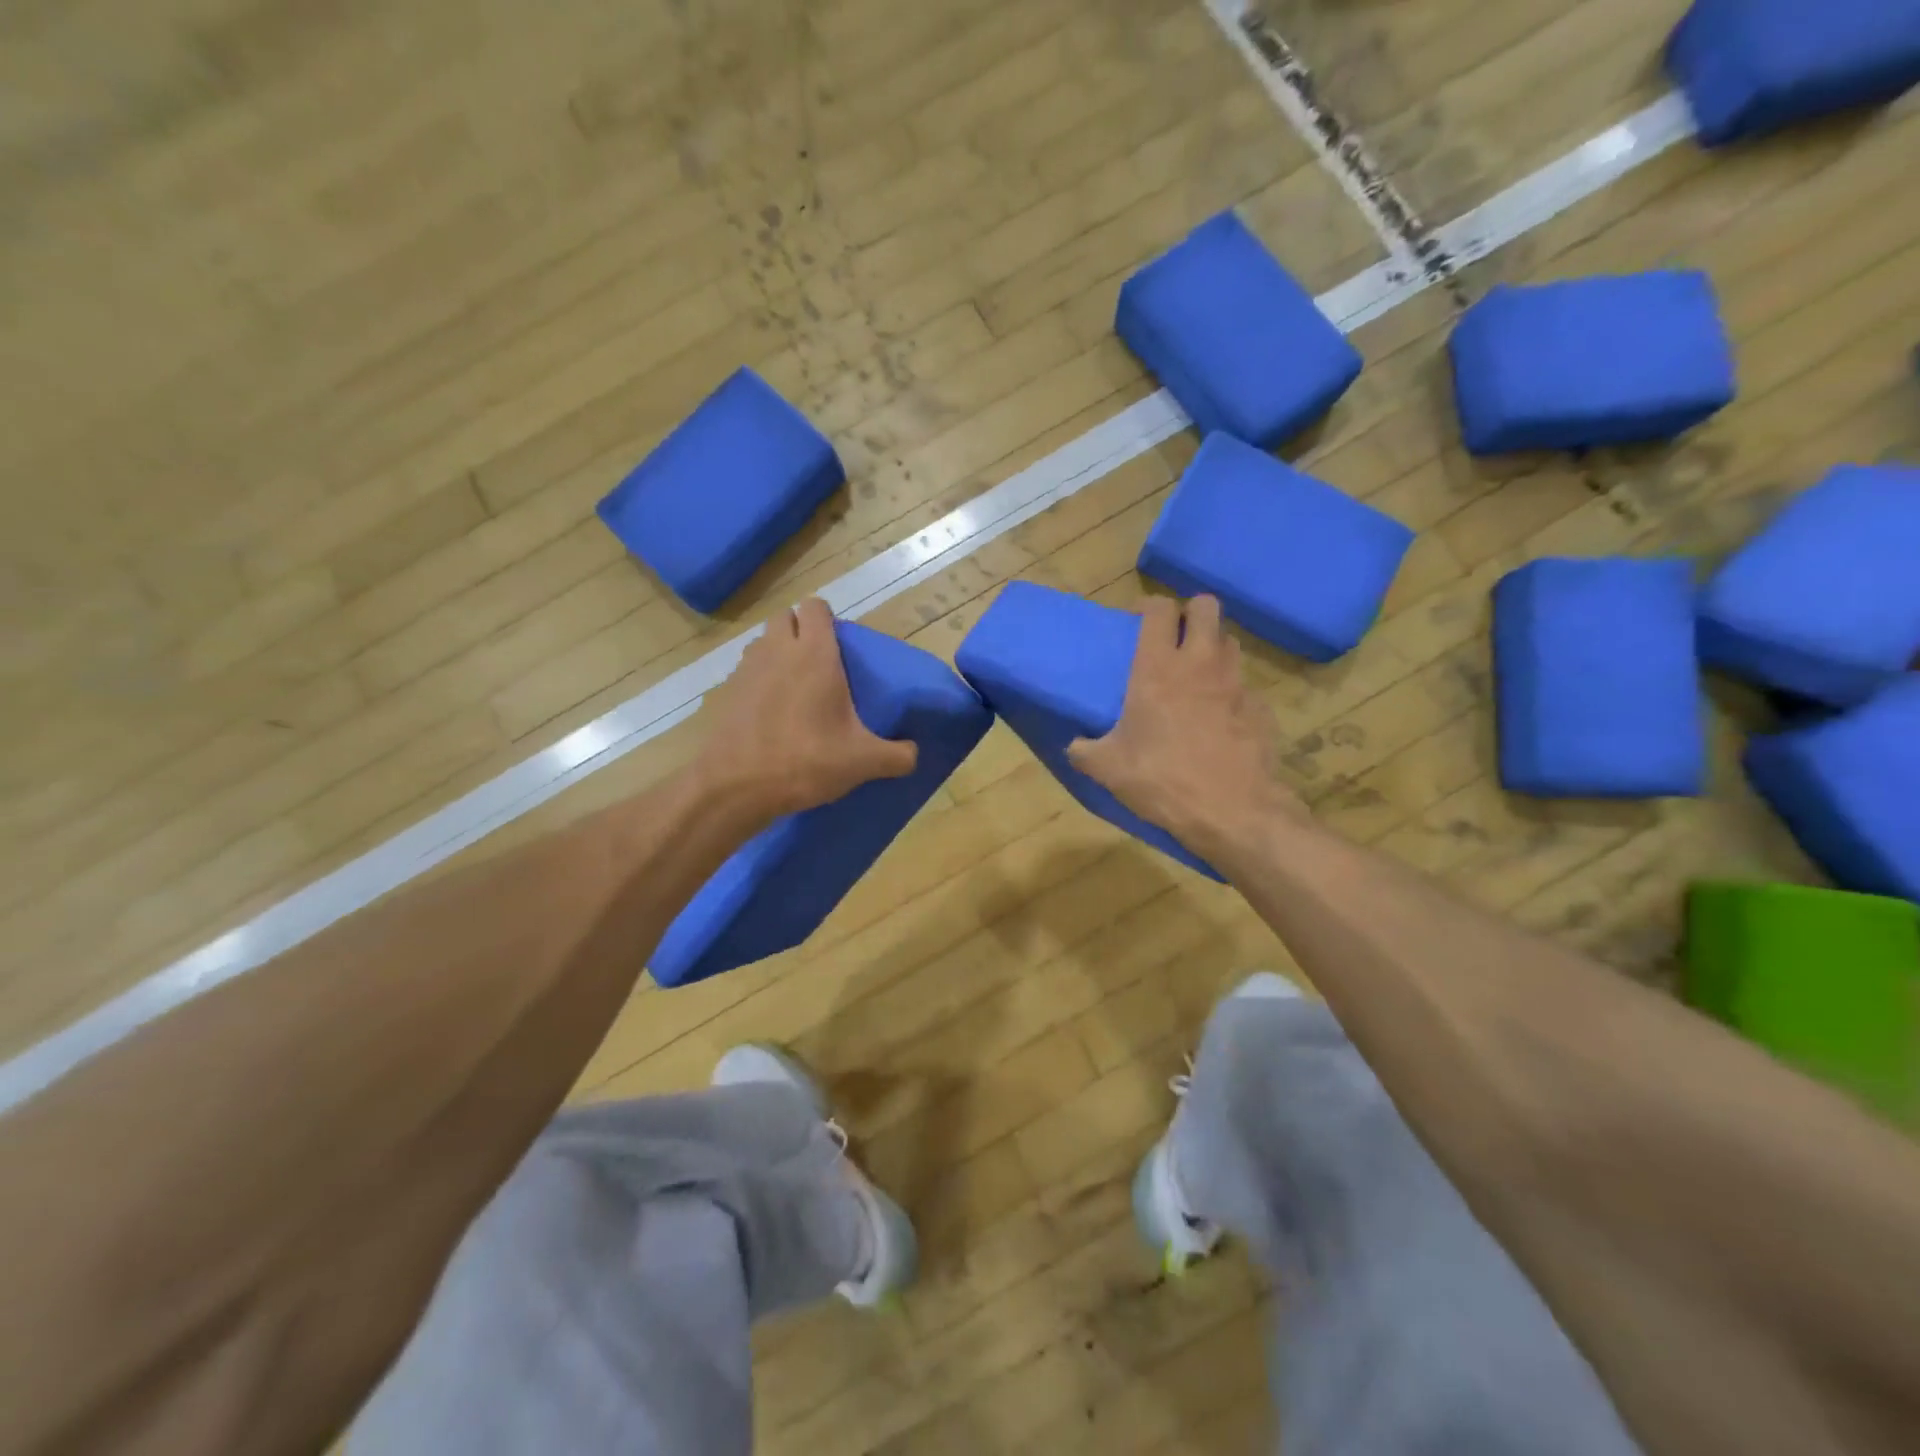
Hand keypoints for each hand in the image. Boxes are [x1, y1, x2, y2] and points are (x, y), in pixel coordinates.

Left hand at [695, 598, 917, 825]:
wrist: (736, 787)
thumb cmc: (806, 761)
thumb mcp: (863, 762)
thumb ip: (898, 756)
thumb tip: (914, 754)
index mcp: (814, 654)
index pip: (815, 606)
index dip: (827, 618)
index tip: (839, 644)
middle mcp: (777, 651)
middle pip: (785, 617)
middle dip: (800, 630)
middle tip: (819, 664)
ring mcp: (746, 669)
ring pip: (762, 642)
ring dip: (778, 653)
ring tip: (795, 687)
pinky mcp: (726, 692)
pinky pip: (746, 672)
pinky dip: (759, 682)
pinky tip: (771, 714)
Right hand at [1067, 595, 1299, 860]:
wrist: (1233, 812)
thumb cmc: (1163, 780)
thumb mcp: (1108, 769)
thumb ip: (1085, 751)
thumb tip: (1074, 746)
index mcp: (1157, 668)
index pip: (1160, 609)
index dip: (1149, 606)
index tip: (1138, 620)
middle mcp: (1200, 663)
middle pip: (1206, 606)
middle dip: (1191, 613)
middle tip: (1174, 638)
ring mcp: (1236, 683)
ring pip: (1229, 641)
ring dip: (1212, 647)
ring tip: (1196, 674)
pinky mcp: (1261, 708)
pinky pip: (1244, 685)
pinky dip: (1231, 691)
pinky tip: (1219, 718)